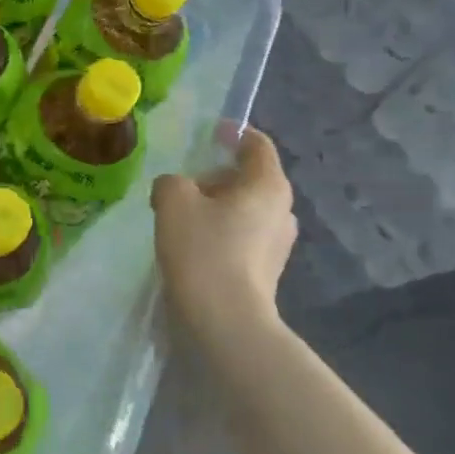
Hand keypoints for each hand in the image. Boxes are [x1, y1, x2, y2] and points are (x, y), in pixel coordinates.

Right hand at [152, 129, 298, 335]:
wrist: (225, 320)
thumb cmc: (203, 250)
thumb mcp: (173, 201)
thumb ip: (172, 182)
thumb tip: (176, 189)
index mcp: (268, 184)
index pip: (256, 144)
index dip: (233, 133)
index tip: (210, 133)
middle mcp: (283, 209)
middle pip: (248, 178)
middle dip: (215, 176)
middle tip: (182, 186)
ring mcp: (279, 242)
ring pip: (244, 209)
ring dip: (216, 207)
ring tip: (182, 219)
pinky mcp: (268, 270)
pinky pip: (243, 236)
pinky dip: (221, 232)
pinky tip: (194, 247)